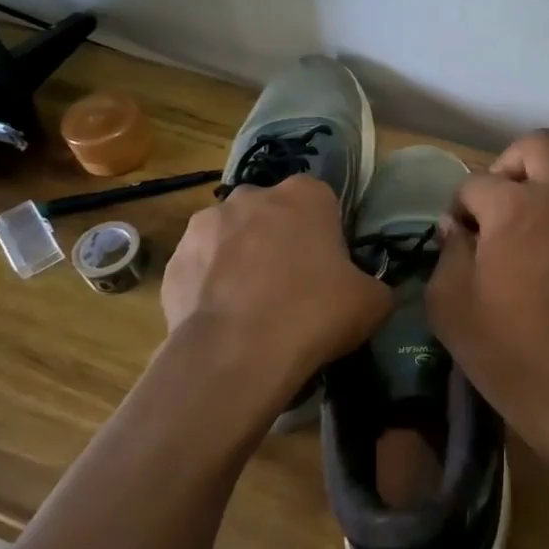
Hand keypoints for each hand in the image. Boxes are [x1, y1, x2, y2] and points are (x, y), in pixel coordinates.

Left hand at [159, 175, 390, 416]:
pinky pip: (200, 269)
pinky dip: (210, 287)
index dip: (326, 236)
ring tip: (252, 308)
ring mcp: (205, 225)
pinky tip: (223, 321)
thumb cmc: (314, 312)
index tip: (329, 269)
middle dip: (278, 241)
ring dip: (240, 260)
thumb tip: (367, 291)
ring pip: (231, 238)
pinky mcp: (174, 260)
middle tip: (292, 287)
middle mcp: (251, 196)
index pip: (322, 203)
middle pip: (271, 214)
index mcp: (305, 195)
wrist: (238, 353)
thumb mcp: (372, 302)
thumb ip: (374, 285)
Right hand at [427, 130, 548, 462]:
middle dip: (514, 162)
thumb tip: (455, 226)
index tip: (464, 231)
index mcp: (514, 208)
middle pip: (540, 143)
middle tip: (508, 197)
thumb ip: (448, 252)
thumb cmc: (505, 350)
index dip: (462, 205)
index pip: (478, 182)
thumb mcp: (450, 305)